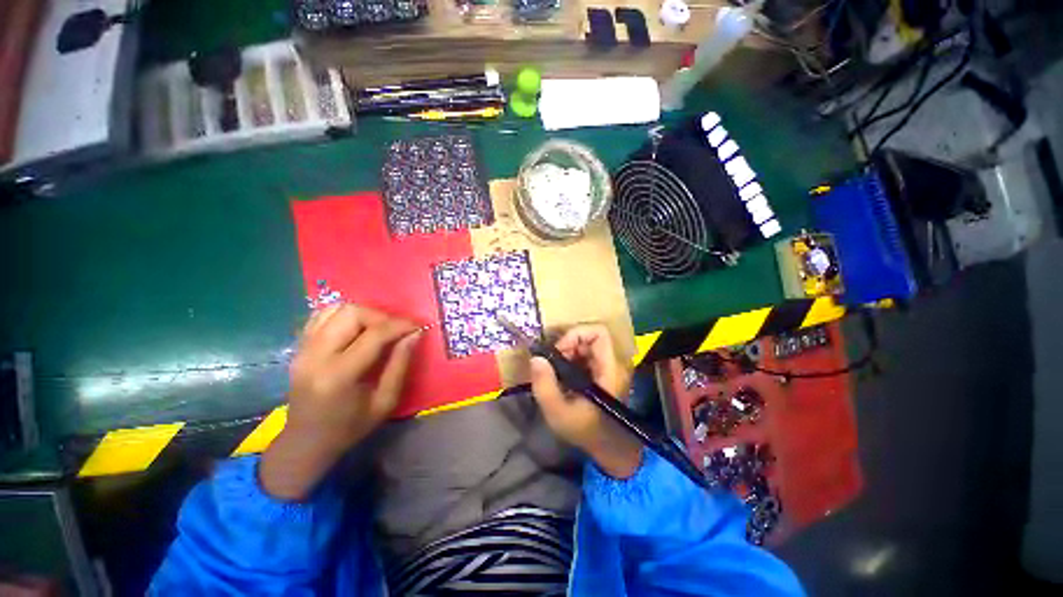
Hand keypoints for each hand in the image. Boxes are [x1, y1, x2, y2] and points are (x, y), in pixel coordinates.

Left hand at [260, 303, 421, 499]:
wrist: (305, 441)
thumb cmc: (350, 427)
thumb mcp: (385, 401)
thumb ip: (400, 363)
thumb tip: (415, 333)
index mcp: (339, 375)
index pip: (374, 334)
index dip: (400, 325)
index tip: (418, 326)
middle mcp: (316, 356)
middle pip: (351, 313)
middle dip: (381, 316)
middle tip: (397, 329)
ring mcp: (303, 349)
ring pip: (335, 309)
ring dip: (364, 313)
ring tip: (379, 327)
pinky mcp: (299, 347)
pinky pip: (322, 316)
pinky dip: (344, 315)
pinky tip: (358, 328)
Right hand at [529, 325, 642, 478]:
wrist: (607, 448)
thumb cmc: (585, 431)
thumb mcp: (558, 412)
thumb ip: (544, 385)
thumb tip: (535, 358)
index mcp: (609, 370)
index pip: (599, 333)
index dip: (576, 335)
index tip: (559, 352)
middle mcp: (613, 363)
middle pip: (591, 336)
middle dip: (568, 345)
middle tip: (553, 363)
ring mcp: (609, 367)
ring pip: (587, 344)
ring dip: (568, 352)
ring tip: (556, 371)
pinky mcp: (603, 371)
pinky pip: (586, 354)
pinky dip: (571, 359)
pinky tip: (562, 376)